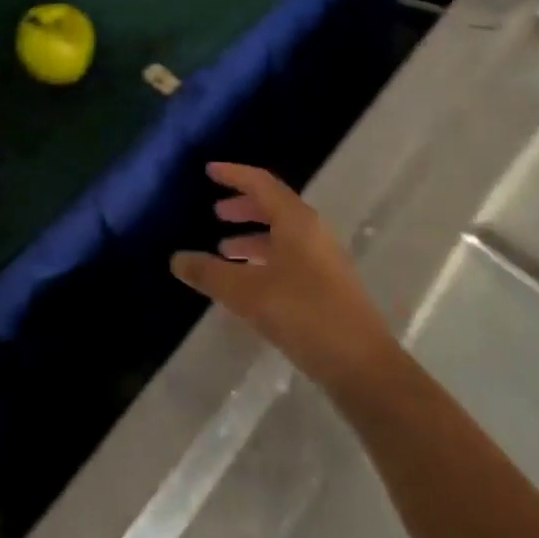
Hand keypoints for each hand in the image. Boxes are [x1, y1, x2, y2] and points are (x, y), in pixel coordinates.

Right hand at [171, 162, 400, 395]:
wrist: (362, 366)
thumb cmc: (303, 315)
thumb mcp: (247, 293)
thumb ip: (209, 274)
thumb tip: (176, 259)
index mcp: (296, 221)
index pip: (261, 183)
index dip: (234, 174)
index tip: (209, 170)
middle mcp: (312, 232)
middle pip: (274, 206)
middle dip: (243, 206)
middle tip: (216, 212)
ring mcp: (323, 259)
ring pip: (282, 234)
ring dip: (253, 236)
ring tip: (224, 250)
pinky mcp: (328, 286)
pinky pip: (290, 257)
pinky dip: (265, 258)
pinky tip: (248, 282)